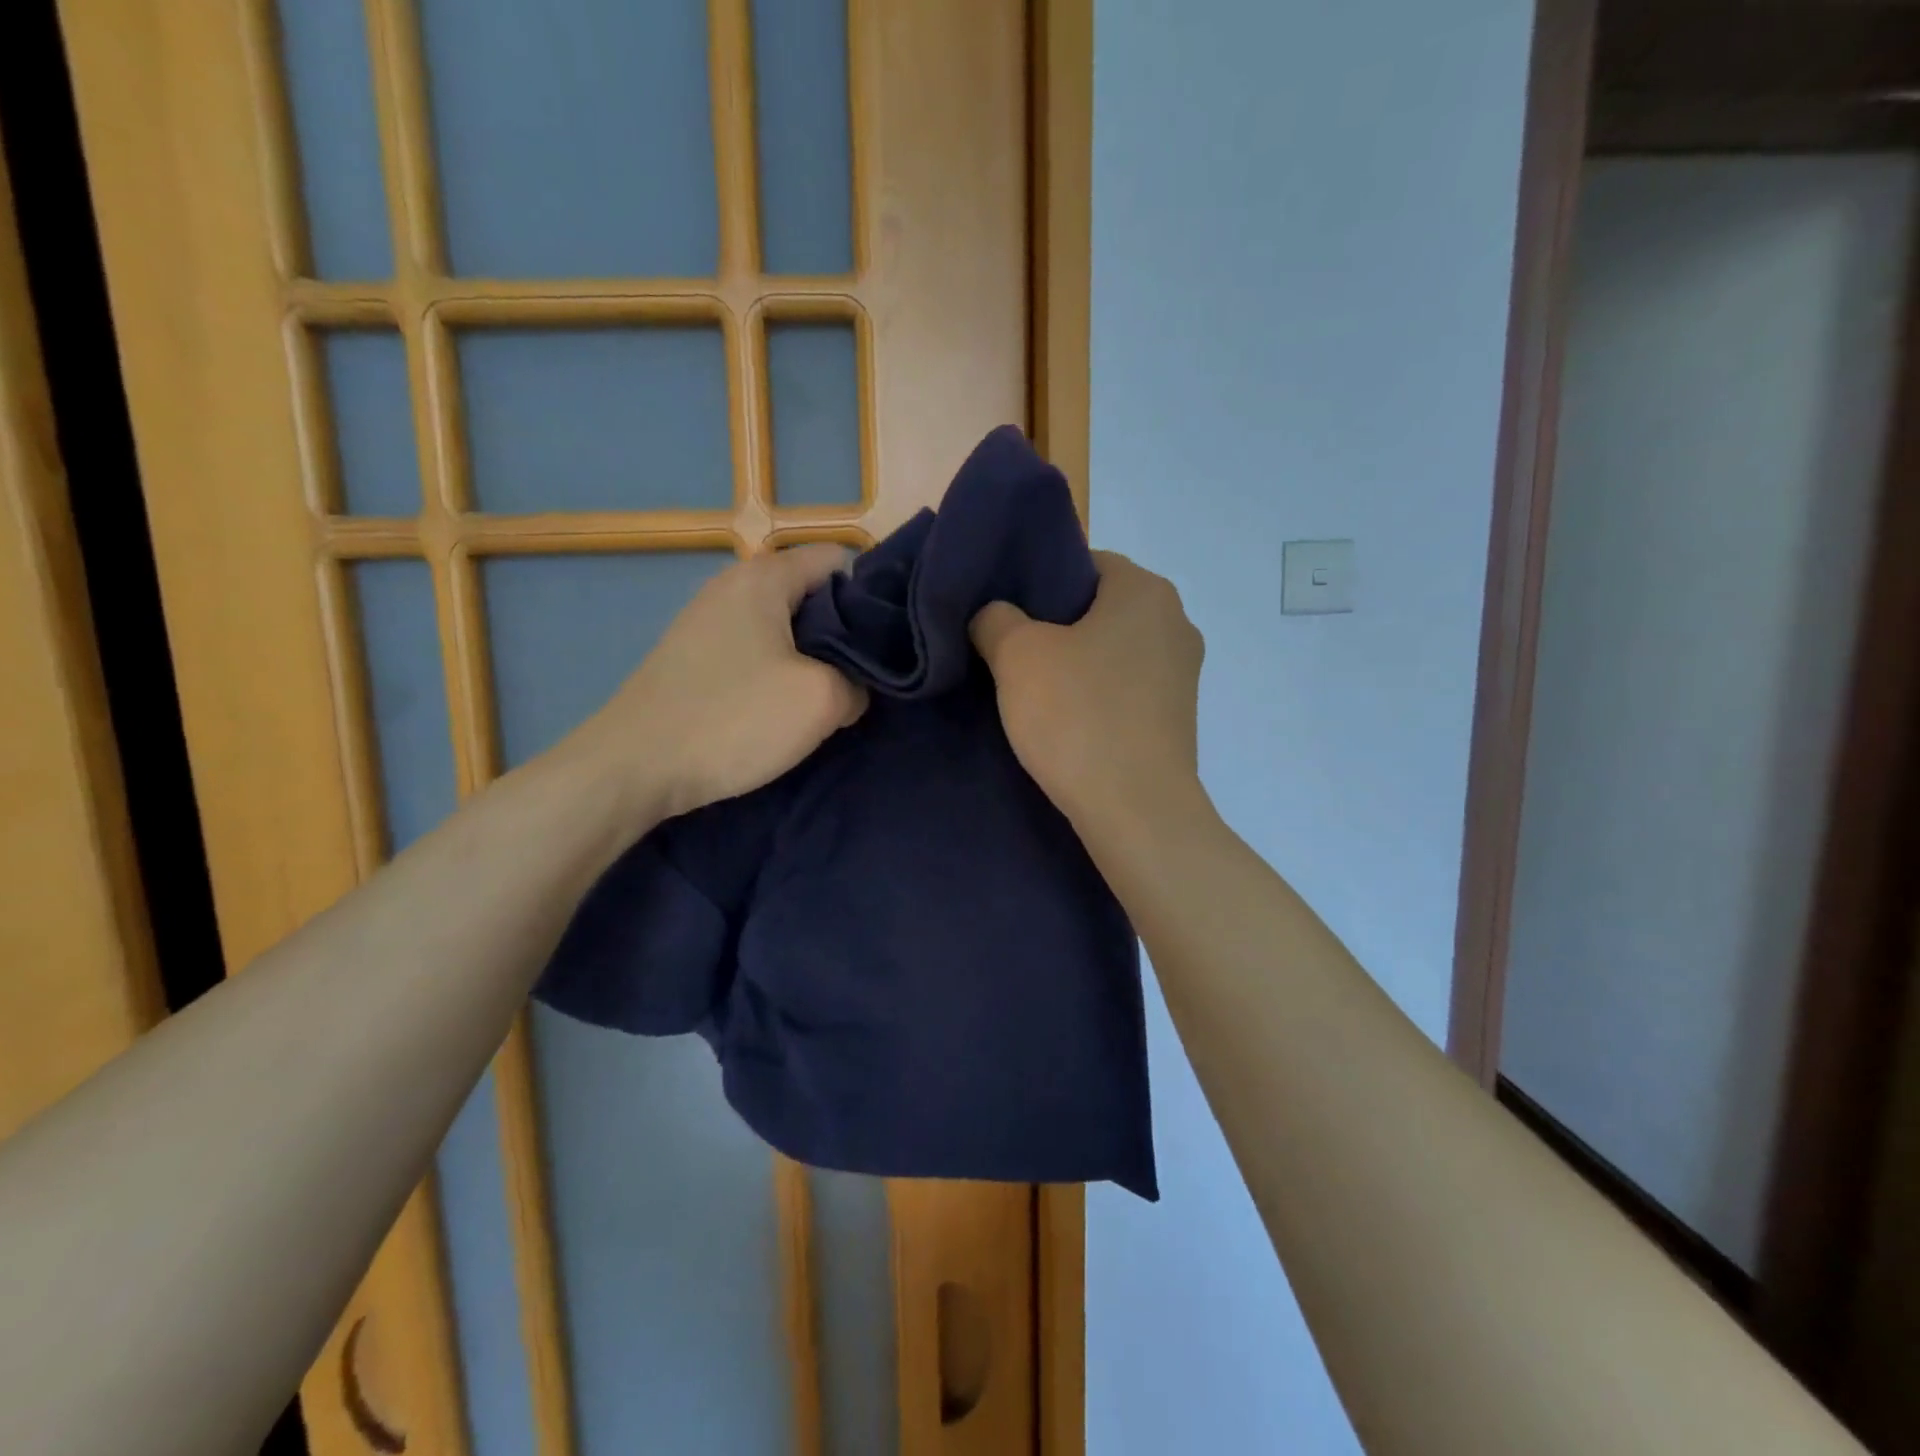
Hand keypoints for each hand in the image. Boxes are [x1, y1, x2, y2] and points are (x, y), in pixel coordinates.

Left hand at [567, 544, 867, 825]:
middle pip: (811, 593)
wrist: (635, 766)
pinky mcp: (695, 657)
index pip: (838, 560)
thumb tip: (854, 687)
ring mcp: (708, 621)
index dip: (872, 596)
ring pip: (784, 627)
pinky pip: (756, 651)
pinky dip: (779, 672)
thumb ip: (858, 681)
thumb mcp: (822, 700)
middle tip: (867, 674)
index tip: (889, 640)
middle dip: (845, 631)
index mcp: (764, 577)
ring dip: (813, 657)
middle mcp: (733, 585)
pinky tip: (786, 708)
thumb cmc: (734, 719)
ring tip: (832, 695)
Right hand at [971, 550, 1203, 827]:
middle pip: (1101, 608)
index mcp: (1146, 591)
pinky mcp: (1179, 718)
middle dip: (1057, 628)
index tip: (1010, 618)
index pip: (1085, 563)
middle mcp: (1176, 623)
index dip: (1040, 585)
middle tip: (1012, 655)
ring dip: (1077, 666)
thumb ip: (995, 618)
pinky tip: (1069, 725)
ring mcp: (1184, 674)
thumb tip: (993, 616)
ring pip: (1114, 652)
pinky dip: (1099, 698)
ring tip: (1035, 694)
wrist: (1137, 811)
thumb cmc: (1078, 716)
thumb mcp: (1017, 655)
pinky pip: (1128, 690)